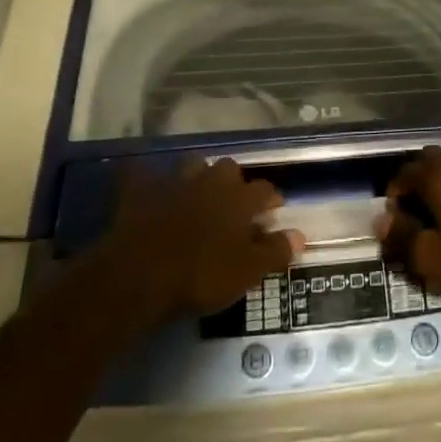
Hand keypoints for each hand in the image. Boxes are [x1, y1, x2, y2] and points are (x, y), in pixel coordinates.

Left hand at [97, 159, 303, 321]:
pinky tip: (148, 189)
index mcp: (240, 198)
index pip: (265, 190)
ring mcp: (175, 181)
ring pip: (193, 167)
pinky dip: (149, 181)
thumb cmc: (201, 274)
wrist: (140, 274)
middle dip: (233, 183)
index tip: (273, 211)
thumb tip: (300, 235)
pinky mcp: (142, 190)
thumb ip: (275, 251)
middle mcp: (212, 180)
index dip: (271, 200)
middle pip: (229, 170)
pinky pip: (146, 176)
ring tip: (197, 195)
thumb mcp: (247, 271)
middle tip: (232, 204)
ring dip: (197, 178)